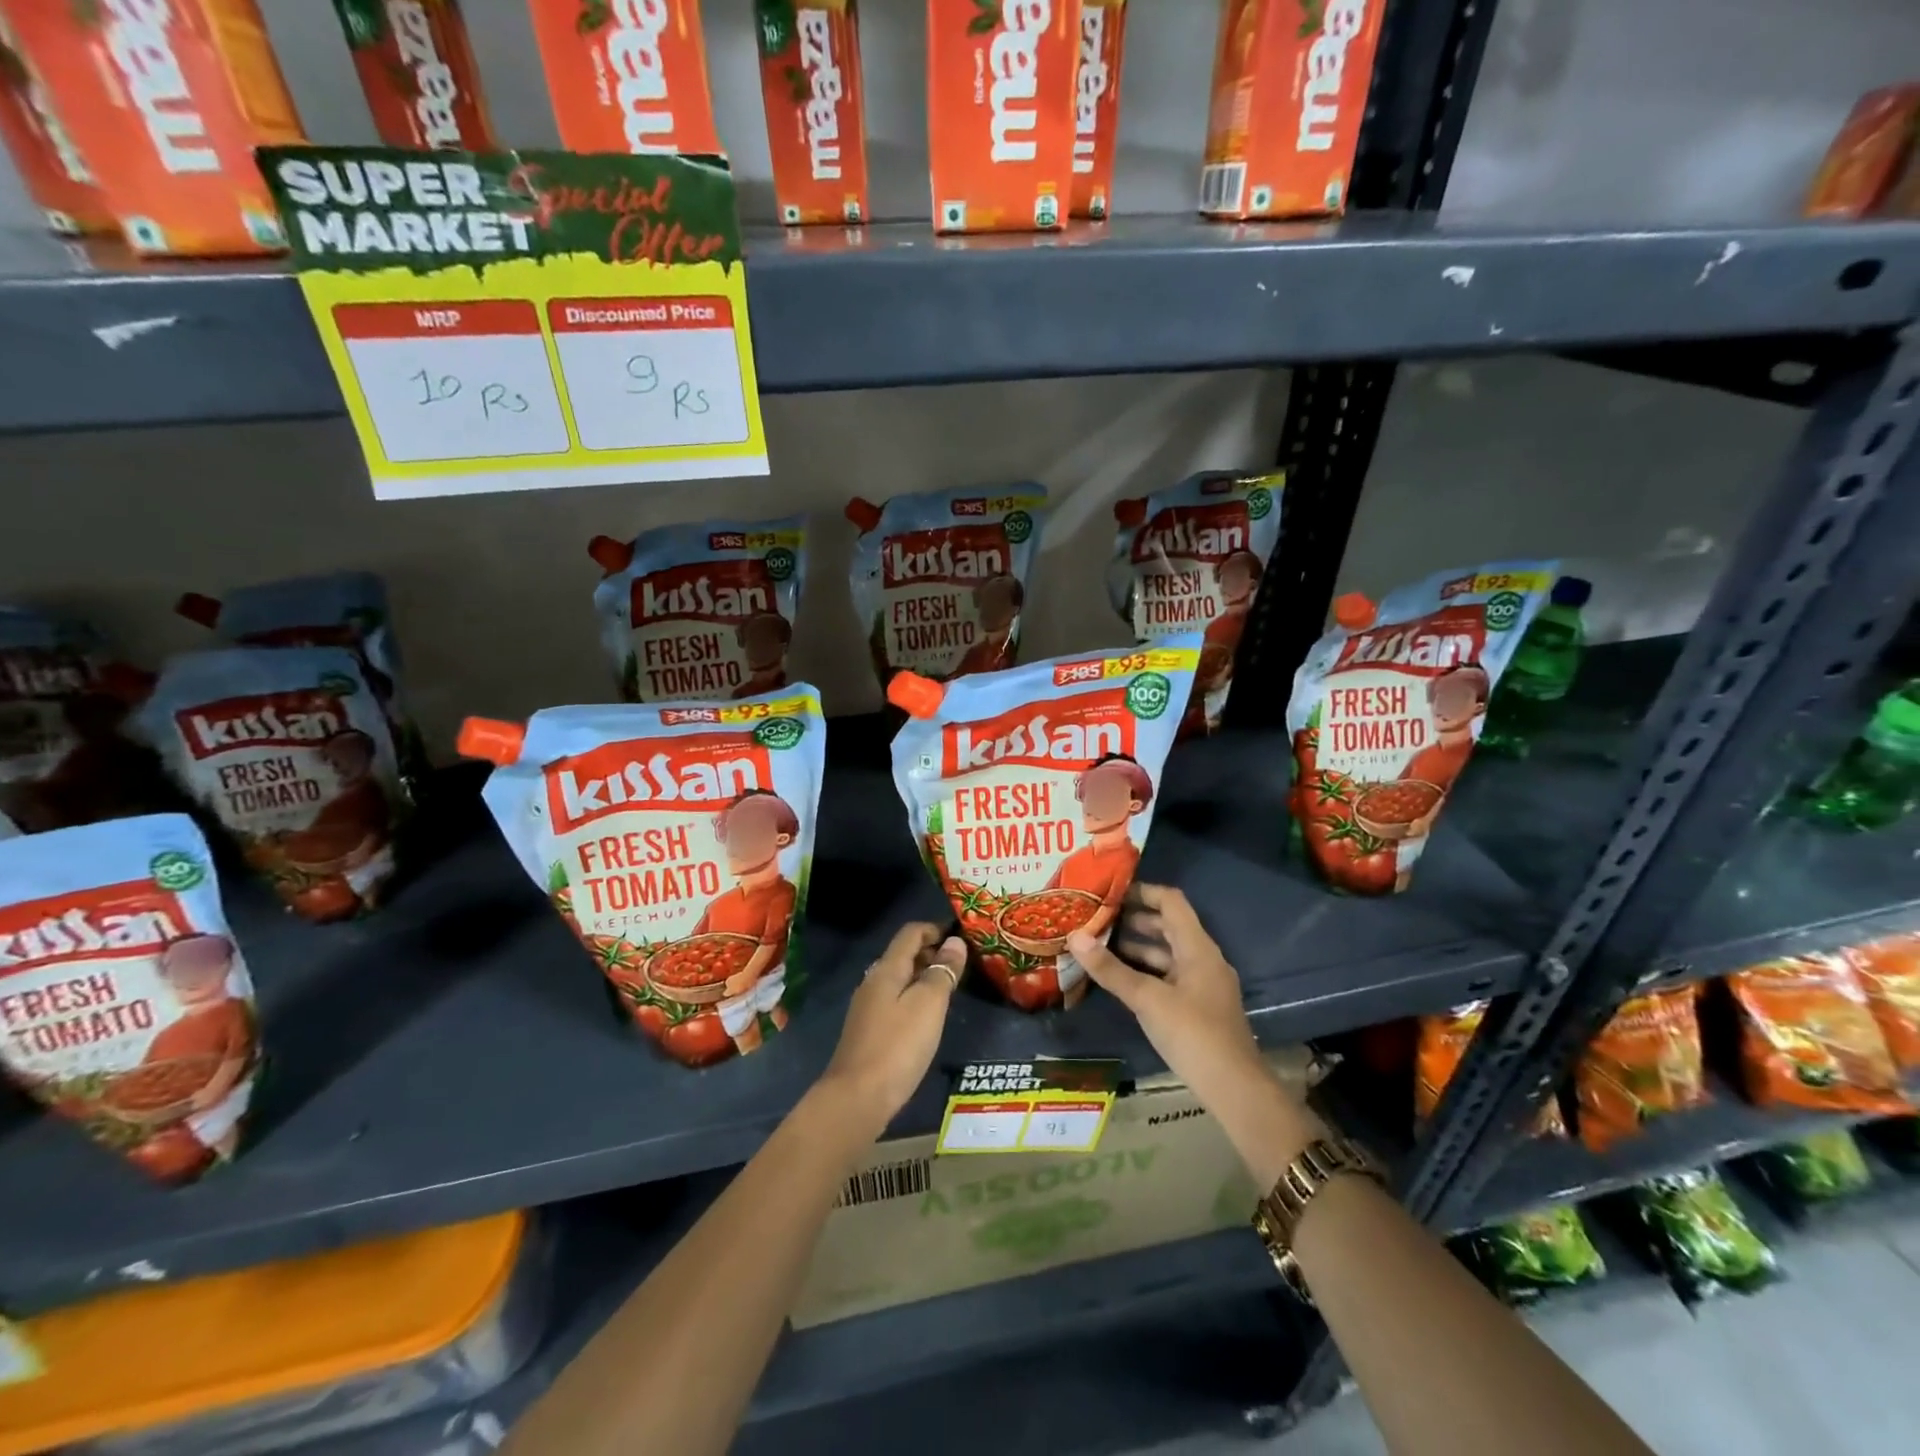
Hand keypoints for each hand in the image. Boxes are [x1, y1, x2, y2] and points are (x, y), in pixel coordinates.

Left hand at [818, 923, 966, 1135]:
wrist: (857, 1099)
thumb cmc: (898, 1046)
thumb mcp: (928, 1005)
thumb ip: (942, 971)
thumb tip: (955, 941)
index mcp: (886, 969)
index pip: (910, 933)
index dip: (935, 929)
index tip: (961, 937)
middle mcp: (873, 982)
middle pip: (903, 955)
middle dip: (931, 952)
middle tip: (961, 965)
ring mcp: (867, 1008)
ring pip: (899, 979)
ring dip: (923, 977)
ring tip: (949, 990)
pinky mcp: (868, 1032)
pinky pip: (894, 1001)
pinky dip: (913, 998)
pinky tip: (927, 1019)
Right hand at [1067, 884, 1266, 1107]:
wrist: (1234, 1088)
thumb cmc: (1193, 1034)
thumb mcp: (1147, 1000)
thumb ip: (1111, 969)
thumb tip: (1075, 937)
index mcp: (1198, 947)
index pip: (1171, 902)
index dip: (1142, 891)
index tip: (1109, 892)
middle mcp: (1203, 958)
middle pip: (1168, 926)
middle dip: (1133, 919)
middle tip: (1097, 918)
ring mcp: (1202, 984)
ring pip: (1167, 953)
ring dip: (1137, 946)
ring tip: (1100, 945)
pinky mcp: (1198, 1006)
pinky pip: (1168, 975)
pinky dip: (1145, 971)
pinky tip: (1120, 978)